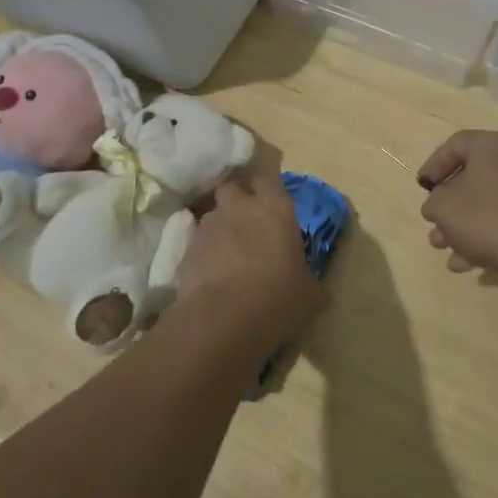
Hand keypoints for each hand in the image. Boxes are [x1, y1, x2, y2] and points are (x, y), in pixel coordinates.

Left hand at [176, 170, 323, 341]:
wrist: (223, 321)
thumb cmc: (278, 299)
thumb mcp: (309, 294)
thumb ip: (308, 279)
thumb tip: (312, 286)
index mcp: (275, 208)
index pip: (268, 177)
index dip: (267, 187)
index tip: (270, 202)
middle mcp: (240, 207)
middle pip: (233, 188)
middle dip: (237, 201)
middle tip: (246, 224)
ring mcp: (209, 225)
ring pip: (213, 215)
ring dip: (220, 228)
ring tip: (227, 255)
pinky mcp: (186, 248)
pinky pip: (197, 242)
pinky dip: (203, 253)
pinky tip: (211, 276)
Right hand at [418, 130, 497, 283]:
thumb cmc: (488, 218)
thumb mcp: (444, 208)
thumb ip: (433, 202)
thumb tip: (439, 205)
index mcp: (491, 146)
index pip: (455, 144)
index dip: (434, 165)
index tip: (423, 188)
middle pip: (472, 178)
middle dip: (448, 206)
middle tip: (434, 225)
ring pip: (487, 203)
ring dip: (462, 227)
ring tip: (445, 251)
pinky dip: (485, 237)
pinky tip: (468, 264)